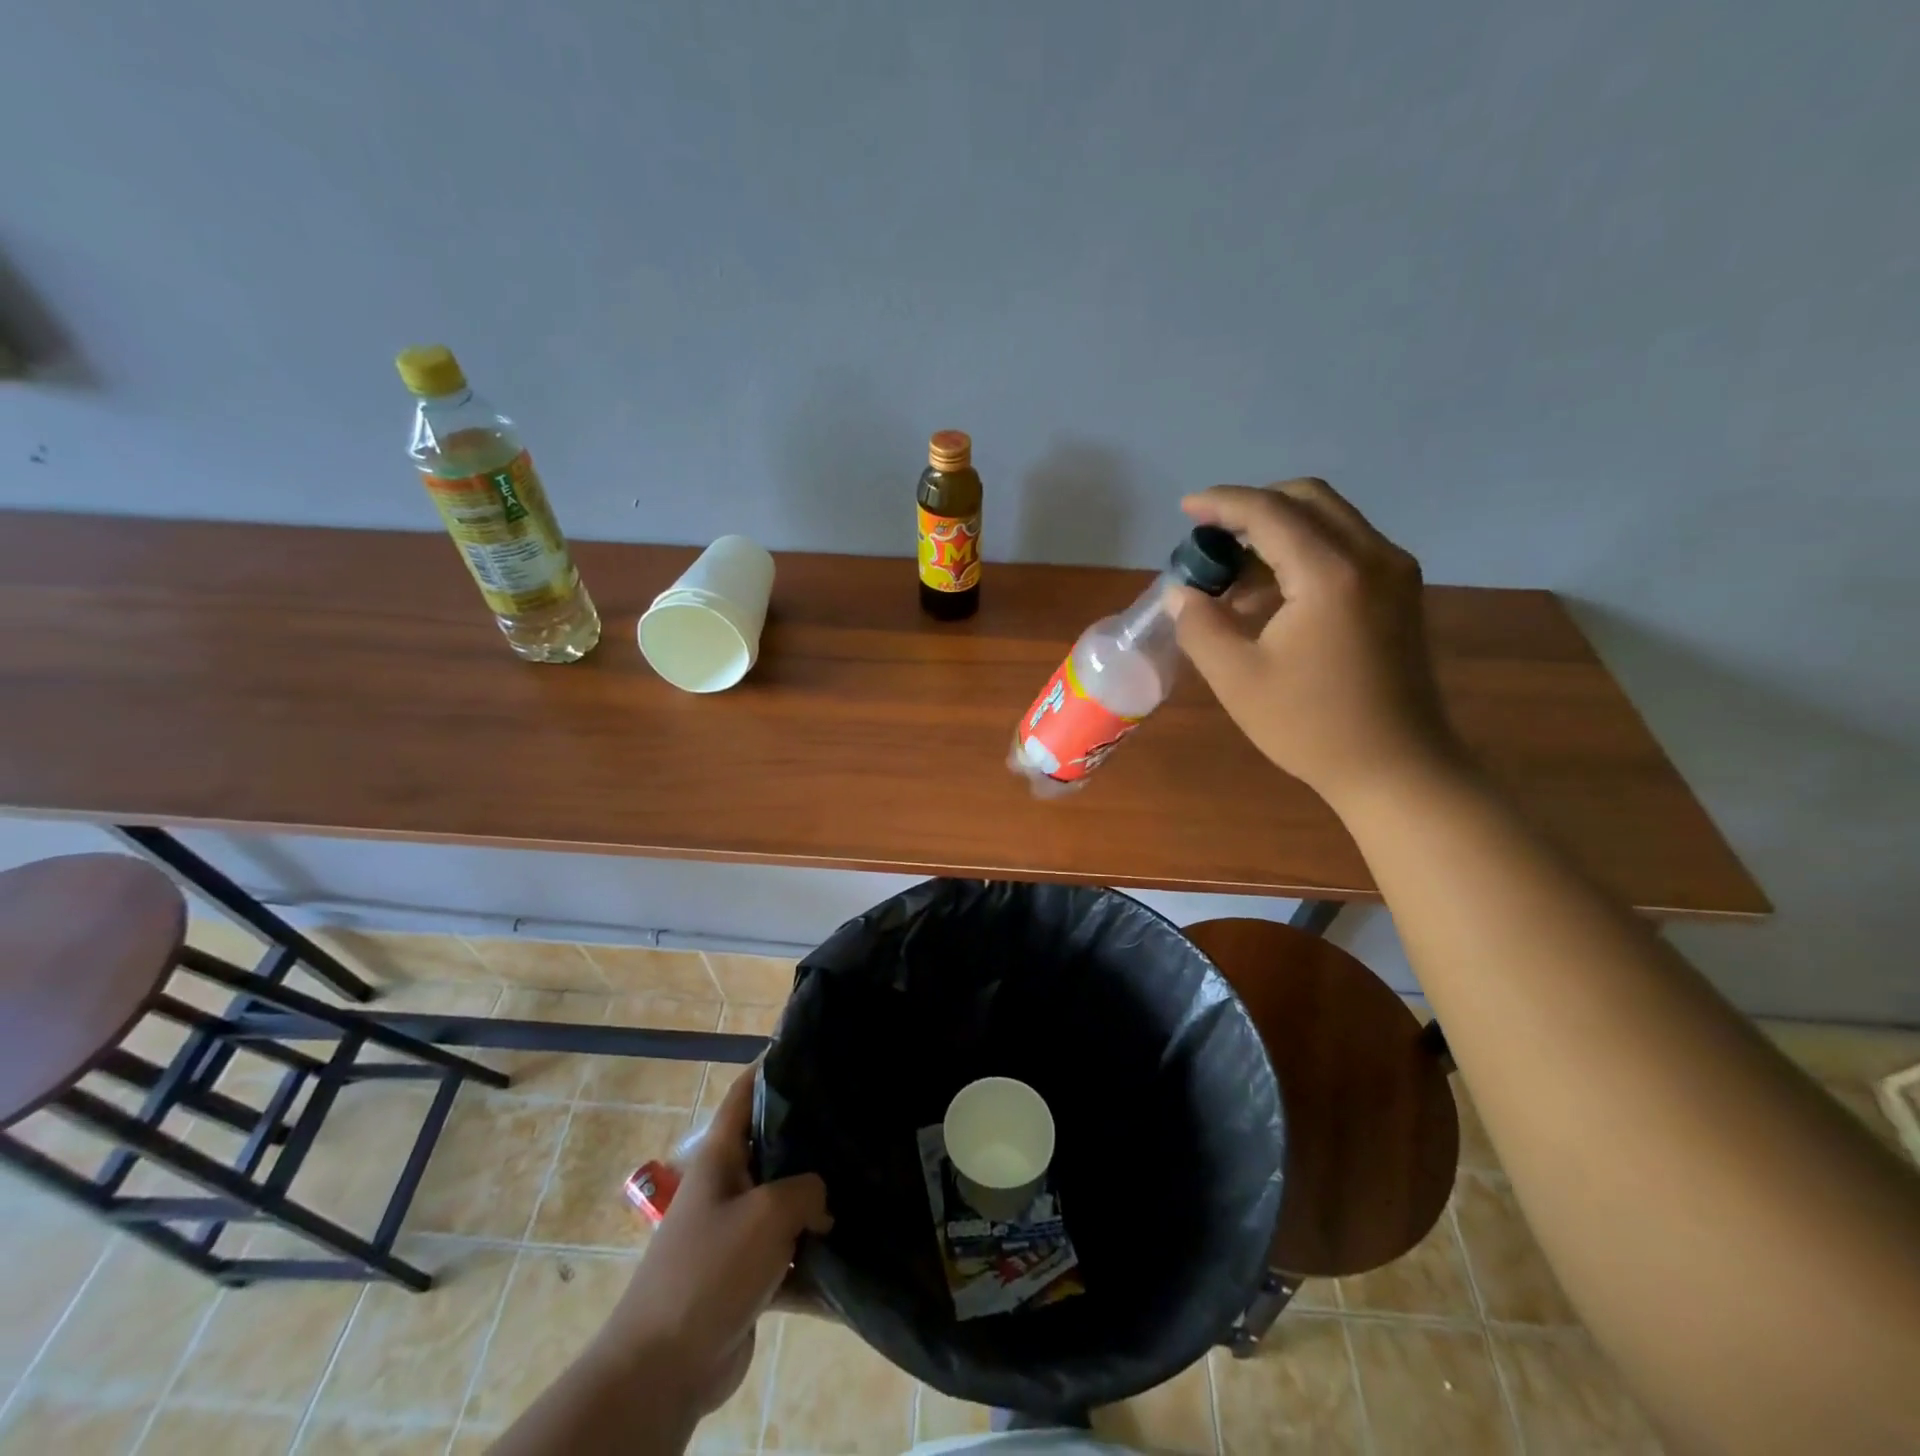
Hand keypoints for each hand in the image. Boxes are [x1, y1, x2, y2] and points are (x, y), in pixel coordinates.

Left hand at [597, 1067, 831, 1416]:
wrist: (663, 1368)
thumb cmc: (710, 1269)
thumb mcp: (768, 1212)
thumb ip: (807, 1189)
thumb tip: (822, 1201)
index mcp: (720, 1158)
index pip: (744, 1094)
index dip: (769, 1066)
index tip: (806, 1048)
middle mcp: (727, 1187)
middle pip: (772, 1147)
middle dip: (809, 1135)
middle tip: (856, 1118)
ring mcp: (734, 1234)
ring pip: (784, 1202)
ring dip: (817, 1200)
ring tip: (865, 1179)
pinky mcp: (745, 1277)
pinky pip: (787, 1254)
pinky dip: (813, 1256)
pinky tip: (852, 1253)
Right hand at [1170, 479, 1460, 808]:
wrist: (1396, 767)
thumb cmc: (1310, 726)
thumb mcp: (1237, 679)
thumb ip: (1200, 625)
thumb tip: (1181, 592)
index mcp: (1330, 573)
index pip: (1269, 512)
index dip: (1222, 503)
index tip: (1185, 508)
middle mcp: (1371, 556)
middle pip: (1308, 500)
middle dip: (1253, 508)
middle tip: (1211, 538)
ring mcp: (1394, 572)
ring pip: (1329, 520)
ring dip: (1278, 531)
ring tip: (1234, 576)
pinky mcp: (1400, 592)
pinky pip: (1346, 547)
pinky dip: (1304, 552)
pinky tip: (1272, 594)